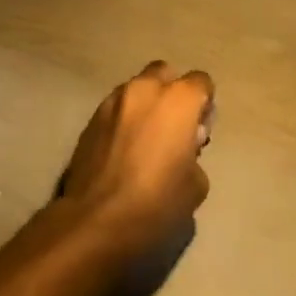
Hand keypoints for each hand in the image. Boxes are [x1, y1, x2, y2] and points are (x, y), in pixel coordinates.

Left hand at [60, 61, 213, 255]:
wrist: (95, 222)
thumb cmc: (156, 202)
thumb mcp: (196, 185)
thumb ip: (194, 154)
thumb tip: (182, 151)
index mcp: (179, 99)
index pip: (202, 82)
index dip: (204, 104)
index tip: (199, 132)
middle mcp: (146, 89)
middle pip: (165, 74)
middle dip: (172, 94)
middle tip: (173, 129)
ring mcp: (114, 101)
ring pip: (137, 89)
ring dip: (146, 105)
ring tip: (144, 140)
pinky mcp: (90, 119)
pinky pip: (116, 108)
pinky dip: (124, 120)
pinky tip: (122, 150)